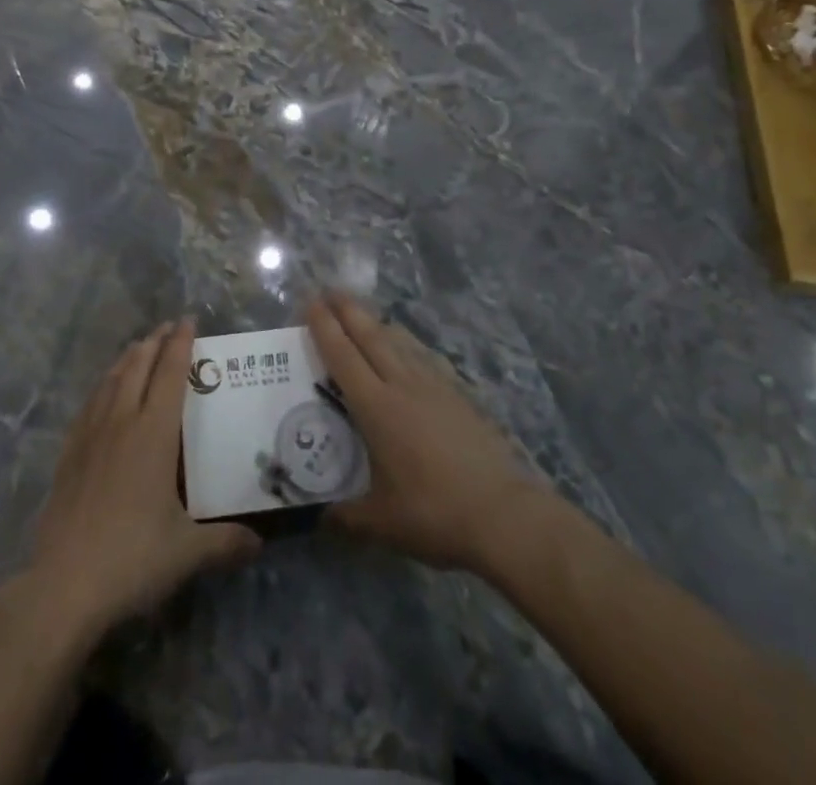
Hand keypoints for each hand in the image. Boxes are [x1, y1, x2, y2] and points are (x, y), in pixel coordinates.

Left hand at [25, 319, 259, 642]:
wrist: (63, 585)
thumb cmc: (132, 558)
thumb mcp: (187, 552)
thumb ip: (225, 542)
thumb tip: (259, 542)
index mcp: (153, 433)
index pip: (170, 374)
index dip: (180, 344)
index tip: (188, 320)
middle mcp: (121, 422)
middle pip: (138, 367)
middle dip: (154, 342)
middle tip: (167, 327)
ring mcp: (90, 436)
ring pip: (110, 381)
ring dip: (127, 358)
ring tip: (138, 347)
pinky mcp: (68, 455)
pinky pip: (89, 405)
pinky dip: (102, 386)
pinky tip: (102, 393)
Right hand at [308, 292, 547, 574]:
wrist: (504, 514)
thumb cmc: (435, 514)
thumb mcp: (382, 525)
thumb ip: (346, 518)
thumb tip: (319, 519)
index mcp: (377, 408)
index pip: (343, 356)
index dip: (325, 327)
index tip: (311, 301)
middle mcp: (403, 385)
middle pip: (371, 336)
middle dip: (348, 310)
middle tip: (330, 291)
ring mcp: (435, 386)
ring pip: (400, 342)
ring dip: (377, 323)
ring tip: (365, 315)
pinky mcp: (459, 395)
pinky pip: (425, 357)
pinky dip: (408, 345)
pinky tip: (410, 350)